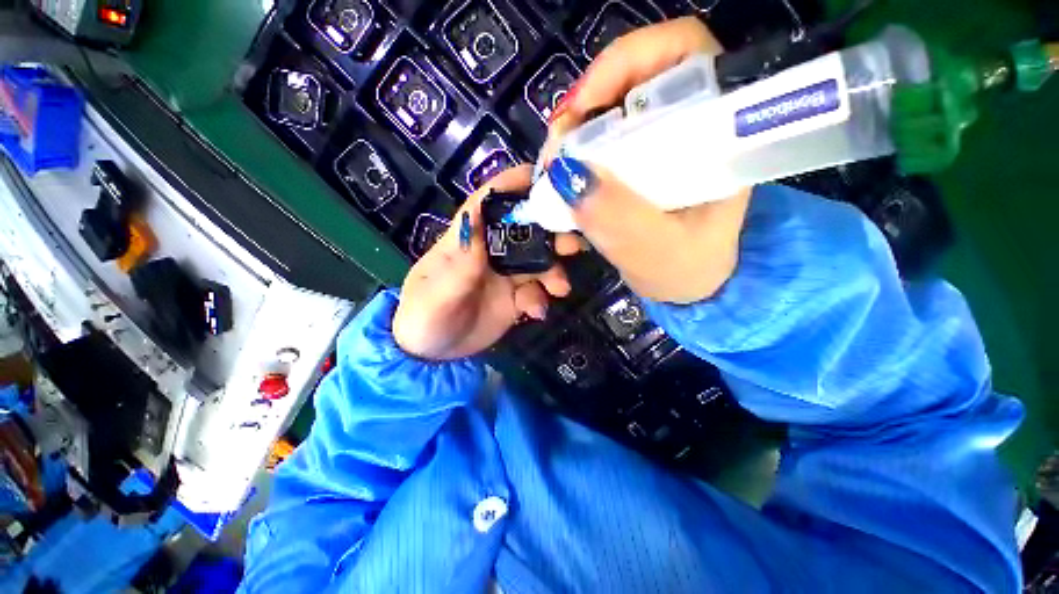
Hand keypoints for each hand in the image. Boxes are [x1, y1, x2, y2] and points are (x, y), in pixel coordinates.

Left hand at [393, 165, 581, 360]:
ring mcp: (506, 274)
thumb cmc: (425, 316)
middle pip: (525, 229)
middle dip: (551, 232)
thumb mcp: (437, 292)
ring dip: (554, 270)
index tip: (547, 178)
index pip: (489, 200)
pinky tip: (535, 312)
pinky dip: (541, 299)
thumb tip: (475, 218)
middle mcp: (491, 250)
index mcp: (467, 238)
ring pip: (538, 261)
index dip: (514, 184)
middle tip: (571, 244)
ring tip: (560, 288)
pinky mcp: (515, 297)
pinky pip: (536, 291)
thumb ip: (460, 262)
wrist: (433, 354)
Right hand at [543, 17, 751, 303]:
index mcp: (716, 135)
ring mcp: (658, 143)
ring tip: (553, 175)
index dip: (626, 62)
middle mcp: (687, 126)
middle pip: (632, 80)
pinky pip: (598, 144)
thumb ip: (619, 218)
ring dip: (572, 138)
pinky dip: (573, 160)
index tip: (581, 109)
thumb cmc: (686, 271)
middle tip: (555, 151)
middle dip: (584, 107)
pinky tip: (563, 187)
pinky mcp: (636, 163)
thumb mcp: (656, 252)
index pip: (682, 52)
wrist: (688, 284)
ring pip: (608, 112)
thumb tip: (567, 175)